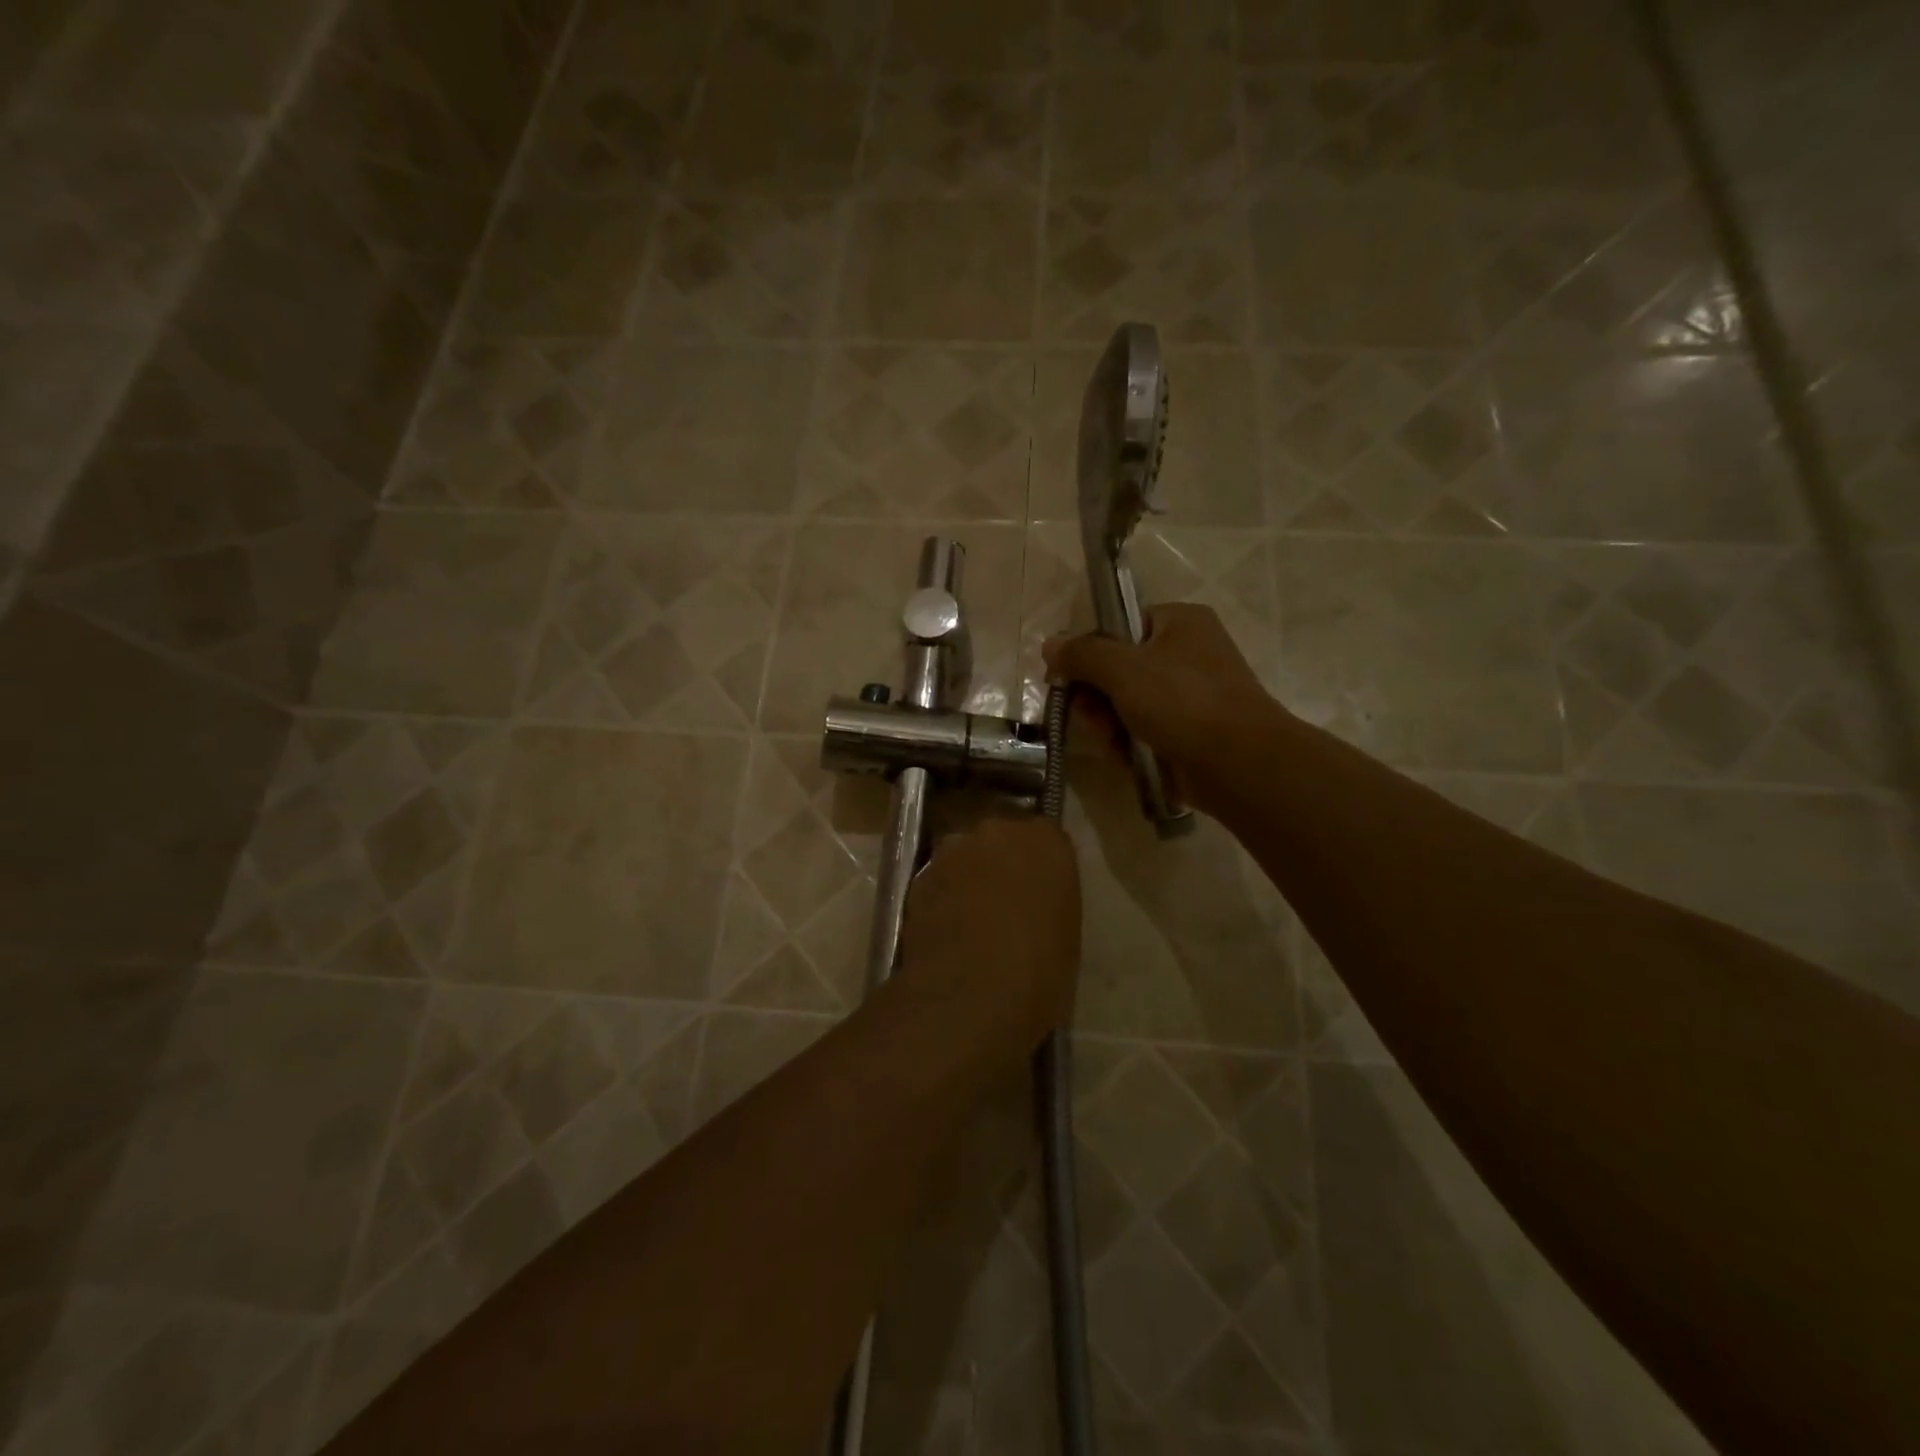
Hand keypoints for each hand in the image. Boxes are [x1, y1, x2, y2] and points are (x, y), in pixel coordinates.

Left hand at [901, 817, 1081, 1051]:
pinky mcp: (919, 878)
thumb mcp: (1066, 933)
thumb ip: (1049, 900)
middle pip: (999, 840)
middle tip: (1005, 905)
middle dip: (1001, 864)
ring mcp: (952, 853)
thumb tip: (1033, 904)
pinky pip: (937, 882)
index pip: (1046, 837)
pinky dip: (942, 899)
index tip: (1039, 891)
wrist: (972, 996)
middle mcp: (997, 832)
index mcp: (1045, 841)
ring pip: (963, 858)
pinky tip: (947, 933)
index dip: (1040, 865)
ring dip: (967, 879)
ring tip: (971, 922)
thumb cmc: (1040, 971)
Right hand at [1043, 603, 1280, 814]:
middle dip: (1096, 695)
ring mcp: (1191, 695)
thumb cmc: (1182, 702)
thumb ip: (1082, 654)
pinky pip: (1145, 730)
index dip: (1090, 649)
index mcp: (1180, 622)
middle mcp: (1188, 653)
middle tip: (1086, 714)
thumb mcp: (1123, 669)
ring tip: (1108, 740)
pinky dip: (1130, 742)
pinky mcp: (1190, 732)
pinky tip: (1122, 756)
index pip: (1121, 624)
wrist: (1239, 764)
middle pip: (1120, 667)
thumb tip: (1050, 645)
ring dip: (1109, 722)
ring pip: (1129, 703)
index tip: (1067, 675)